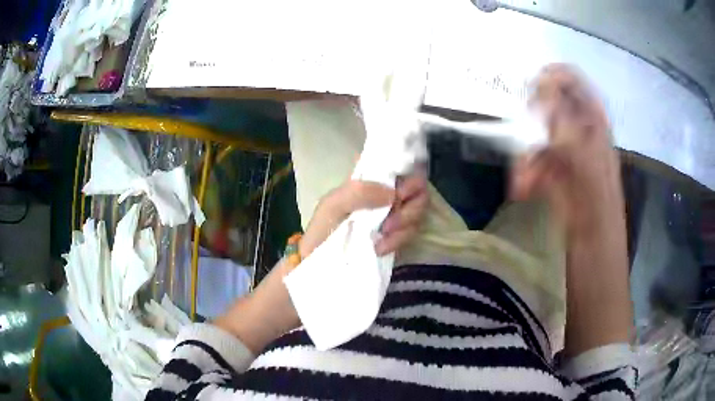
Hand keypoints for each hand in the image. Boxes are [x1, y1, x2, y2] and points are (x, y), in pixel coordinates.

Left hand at [300, 169, 428, 258]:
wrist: (318, 261)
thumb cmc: (323, 227)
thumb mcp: (333, 204)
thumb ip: (359, 192)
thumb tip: (394, 194)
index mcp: (372, 180)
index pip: (402, 166)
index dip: (410, 176)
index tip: (400, 192)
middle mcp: (387, 194)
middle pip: (419, 191)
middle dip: (410, 208)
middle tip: (390, 222)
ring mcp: (394, 215)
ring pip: (419, 213)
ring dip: (404, 227)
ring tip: (381, 238)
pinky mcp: (397, 236)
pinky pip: (410, 235)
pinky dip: (398, 241)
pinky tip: (380, 248)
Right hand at [513, 64, 631, 355]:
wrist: (595, 277)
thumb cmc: (599, 237)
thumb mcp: (592, 187)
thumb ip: (575, 143)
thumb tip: (551, 104)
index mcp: (599, 139)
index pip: (580, 89)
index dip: (557, 80)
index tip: (532, 91)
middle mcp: (585, 144)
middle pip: (556, 109)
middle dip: (534, 119)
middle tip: (520, 135)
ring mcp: (569, 165)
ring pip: (541, 139)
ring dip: (527, 155)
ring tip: (520, 182)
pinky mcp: (558, 185)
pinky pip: (537, 165)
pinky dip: (526, 174)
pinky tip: (521, 190)